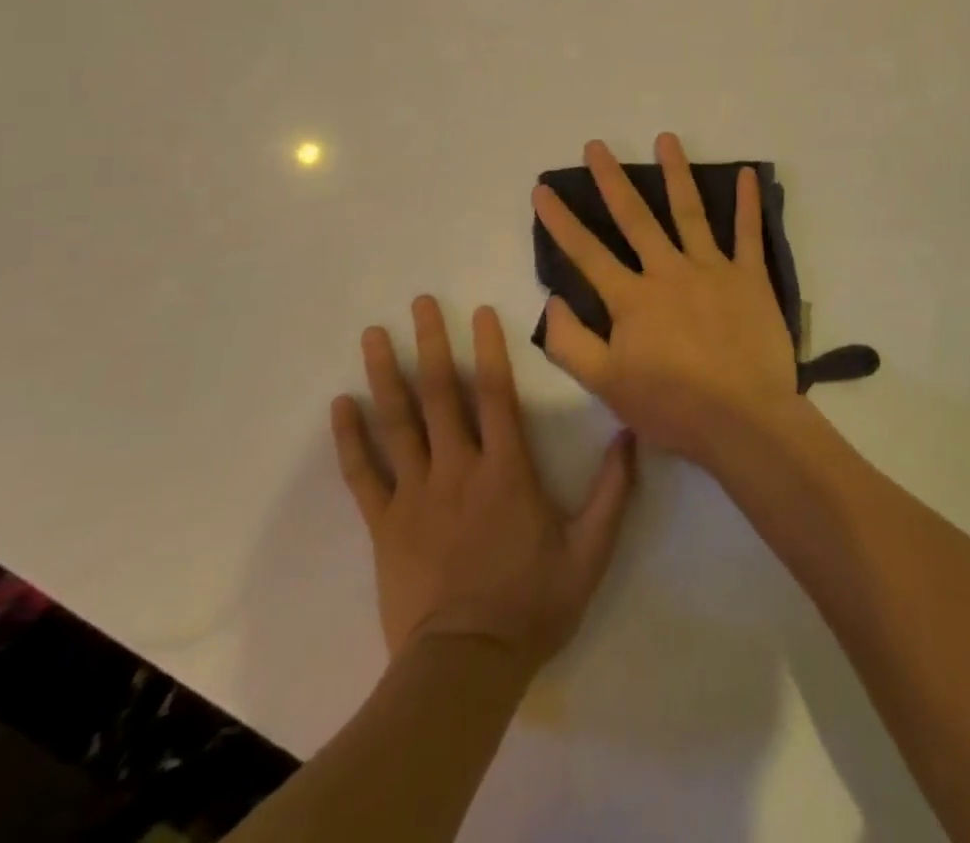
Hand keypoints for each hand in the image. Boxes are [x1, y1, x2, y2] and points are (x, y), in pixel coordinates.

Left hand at [331, 297, 635, 673]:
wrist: (466, 666)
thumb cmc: (532, 604)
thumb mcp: (590, 551)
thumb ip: (612, 491)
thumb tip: (630, 435)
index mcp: (506, 470)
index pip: (498, 394)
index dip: (490, 348)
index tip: (478, 310)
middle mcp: (458, 468)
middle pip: (442, 394)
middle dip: (431, 343)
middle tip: (417, 303)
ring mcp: (416, 494)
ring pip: (398, 423)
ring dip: (385, 375)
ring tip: (373, 335)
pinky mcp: (386, 524)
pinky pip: (363, 474)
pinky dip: (350, 439)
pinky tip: (338, 406)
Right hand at [531, 134, 799, 467]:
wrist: (744, 421)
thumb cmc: (673, 407)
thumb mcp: (606, 386)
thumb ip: (571, 343)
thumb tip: (551, 301)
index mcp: (632, 299)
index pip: (586, 252)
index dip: (560, 221)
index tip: (542, 189)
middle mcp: (668, 272)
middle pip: (635, 218)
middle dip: (611, 180)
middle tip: (596, 146)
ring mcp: (712, 269)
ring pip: (690, 212)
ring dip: (676, 173)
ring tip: (666, 139)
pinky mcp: (749, 278)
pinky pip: (748, 234)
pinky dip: (748, 203)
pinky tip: (747, 173)